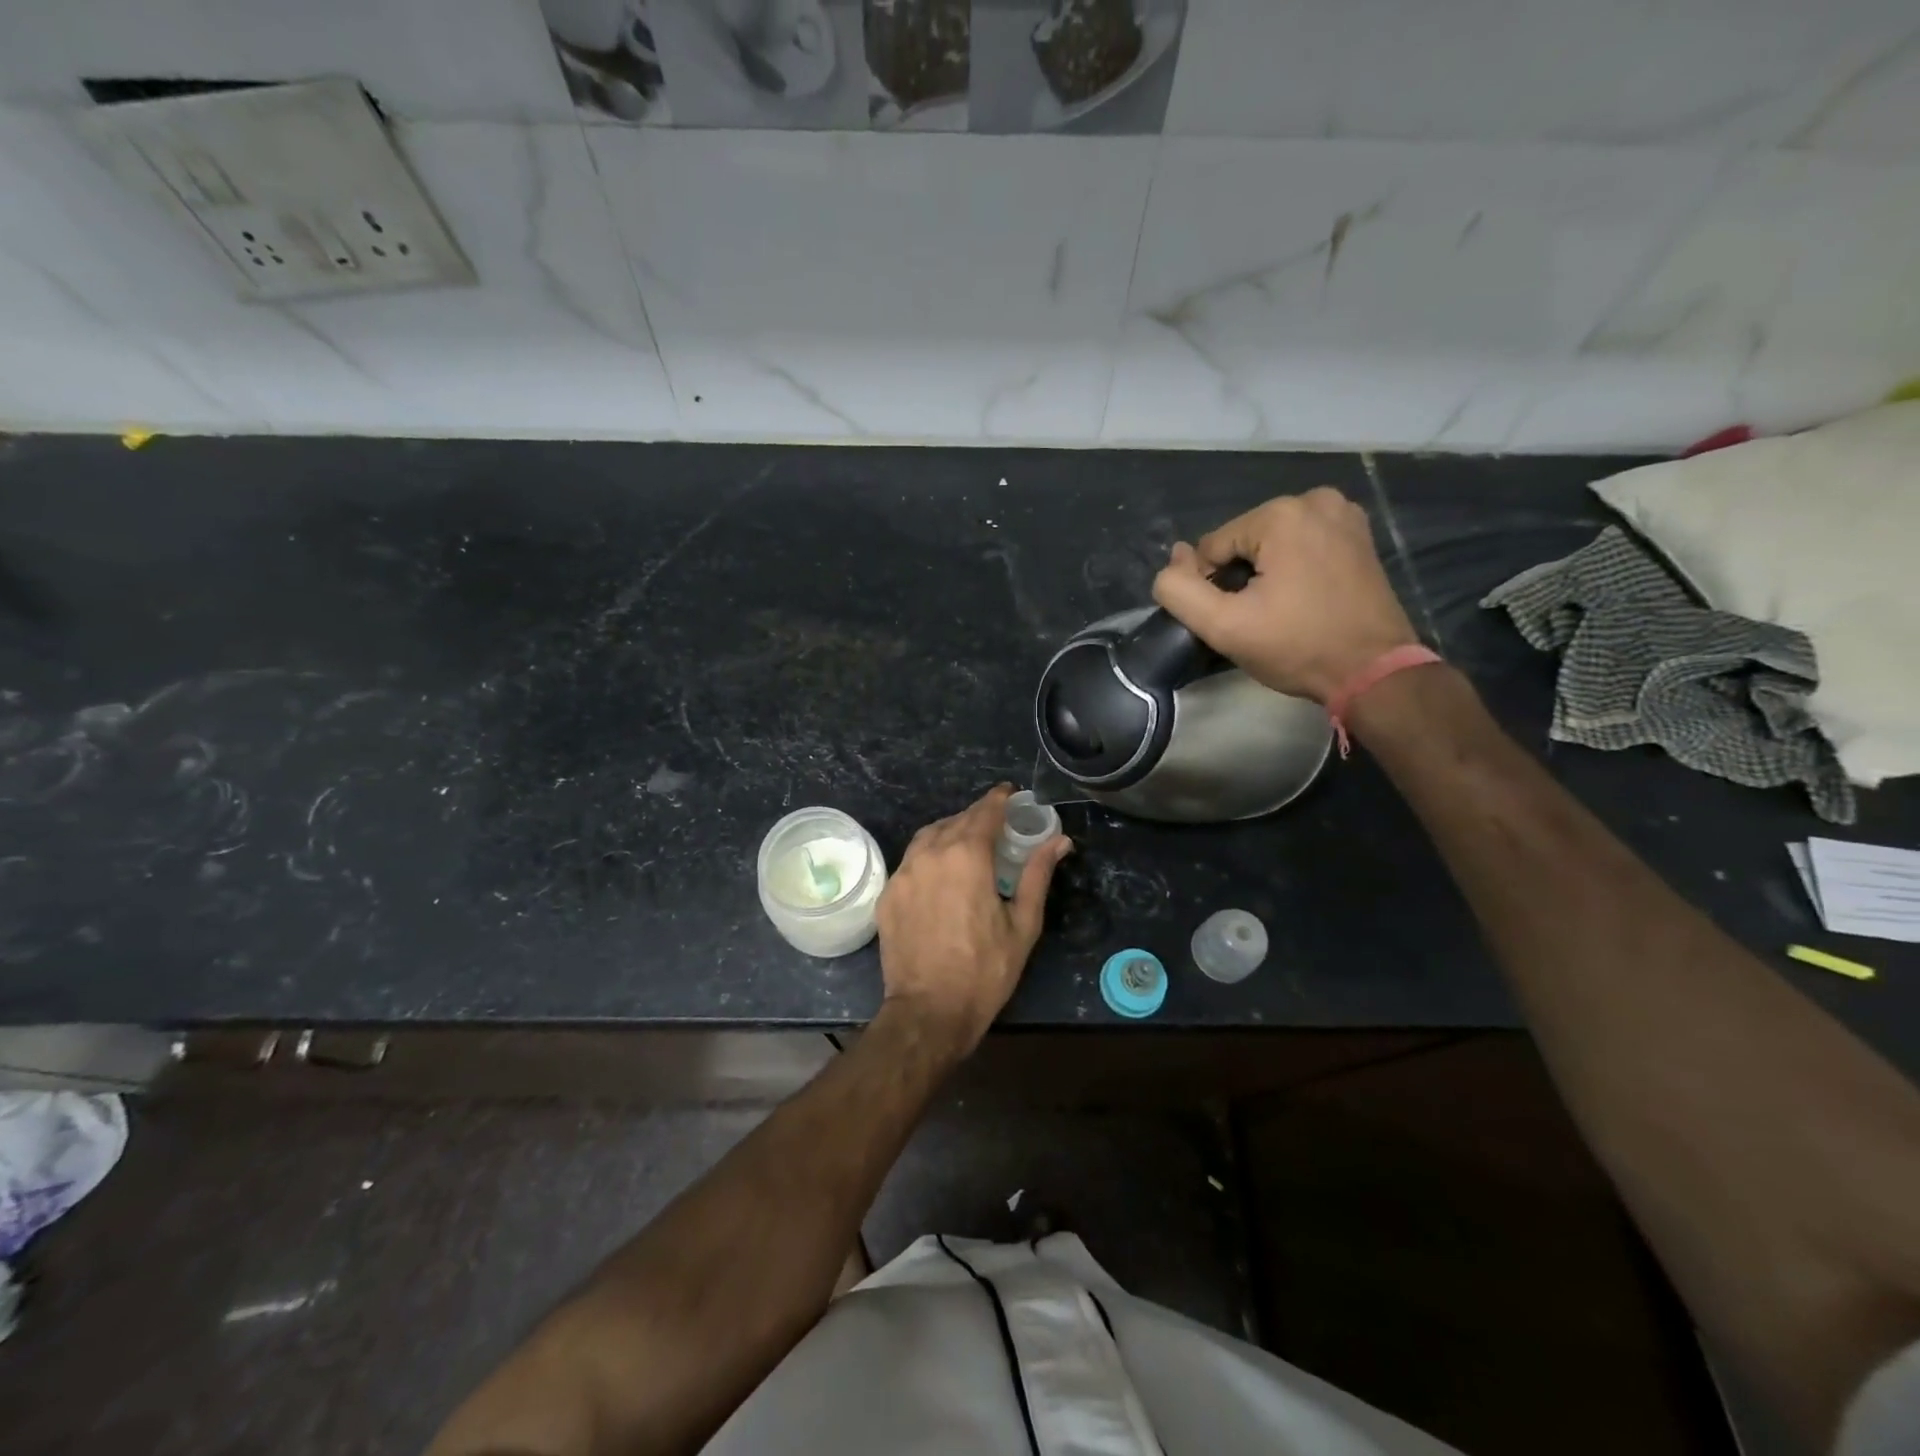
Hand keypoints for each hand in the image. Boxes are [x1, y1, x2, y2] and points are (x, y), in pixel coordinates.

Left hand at [876, 785, 1072, 1054]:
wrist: (928, 1011)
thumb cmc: (984, 971)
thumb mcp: (1023, 925)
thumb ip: (1037, 875)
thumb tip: (1059, 842)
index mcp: (967, 856)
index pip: (985, 812)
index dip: (999, 799)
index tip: (1010, 792)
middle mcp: (931, 854)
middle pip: (956, 820)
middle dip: (977, 816)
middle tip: (997, 823)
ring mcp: (904, 873)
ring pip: (928, 836)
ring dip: (950, 830)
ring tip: (968, 842)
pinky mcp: (888, 894)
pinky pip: (911, 860)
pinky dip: (929, 854)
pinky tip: (941, 872)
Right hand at [1152, 487, 1420, 703]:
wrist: (1373, 671)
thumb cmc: (1297, 647)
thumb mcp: (1224, 626)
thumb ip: (1179, 591)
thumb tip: (1173, 559)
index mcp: (1281, 514)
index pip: (1212, 547)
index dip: (1212, 587)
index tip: (1236, 619)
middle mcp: (1315, 500)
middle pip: (1243, 542)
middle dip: (1240, 577)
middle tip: (1259, 619)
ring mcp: (1344, 514)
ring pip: (1272, 544)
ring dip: (1265, 574)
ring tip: (1281, 611)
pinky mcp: (1360, 535)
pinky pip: (1302, 545)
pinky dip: (1293, 568)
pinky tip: (1303, 599)